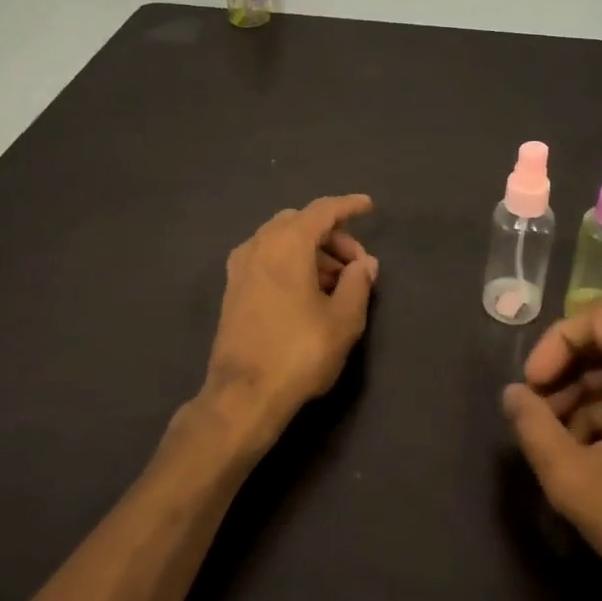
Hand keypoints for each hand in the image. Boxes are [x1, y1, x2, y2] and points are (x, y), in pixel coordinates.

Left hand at [196, 194, 378, 458]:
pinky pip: (268, 258)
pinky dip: (291, 262)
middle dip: (332, 236)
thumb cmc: (299, 352)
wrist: (243, 395)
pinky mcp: (233, 289)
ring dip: (312, 251)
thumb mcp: (343, 319)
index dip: (349, 206)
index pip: (323, 211)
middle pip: (300, 223)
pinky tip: (309, 292)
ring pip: (282, 241)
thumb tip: (364, 263)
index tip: (369, 206)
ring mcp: (240, 267)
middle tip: (356, 264)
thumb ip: (358, 283)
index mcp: (287, 244)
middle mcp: (259, 245)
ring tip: (338, 283)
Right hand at [501, 301, 601, 600]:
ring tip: (555, 447)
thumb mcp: (574, 478)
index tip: (532, 387)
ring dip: (580, 402)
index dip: (555, 343)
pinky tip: (586, 465)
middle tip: (536, 417)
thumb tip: (513, 394)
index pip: (597, 316)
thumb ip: (533, 427)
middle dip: (564, 375)